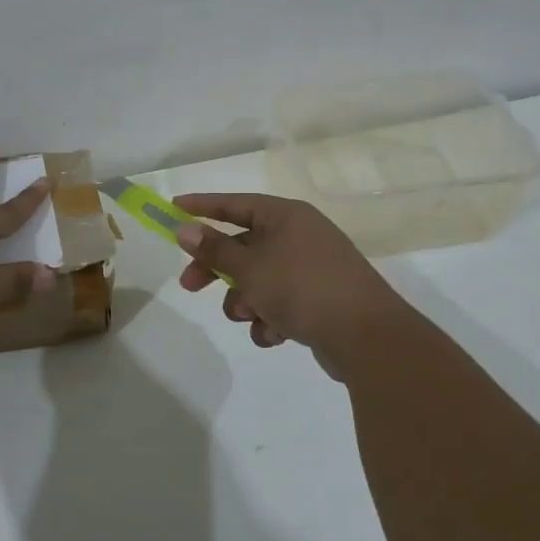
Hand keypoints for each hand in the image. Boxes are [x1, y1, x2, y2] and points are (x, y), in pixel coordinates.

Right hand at [173, 193, 419, 379]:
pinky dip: (270, 320)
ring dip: (245, 301)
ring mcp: (311, 270)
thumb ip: (215, 249)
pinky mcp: (319, 301)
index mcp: (286, 217)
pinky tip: (275, 335)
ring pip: (258, 280)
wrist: (365, 336)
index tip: (173, 209)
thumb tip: (185, 229)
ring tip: (251, 316)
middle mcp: (299, 237)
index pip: (235, 204)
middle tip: (190, 285)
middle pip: (243, 247)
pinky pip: (279, 304)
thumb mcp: (250, 267)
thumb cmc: (302, 288)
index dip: (203, 206)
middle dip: (217, 270)